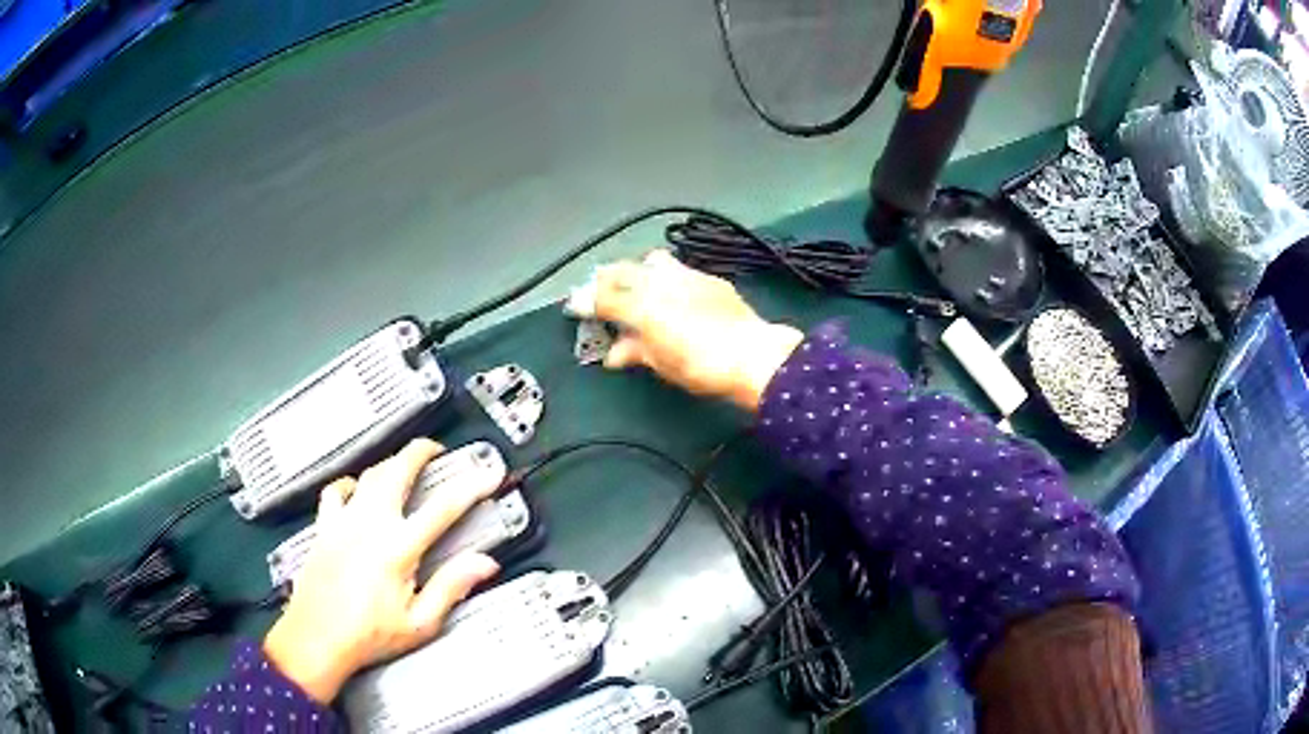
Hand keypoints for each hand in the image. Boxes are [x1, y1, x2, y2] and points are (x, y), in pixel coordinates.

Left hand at [263, 439, 500, 702]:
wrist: (316, 638)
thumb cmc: (367, 635)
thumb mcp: (420, 623)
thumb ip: (451, 587)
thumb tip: (483, 565)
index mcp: (397, 548)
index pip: (443, 507)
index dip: (471, 486)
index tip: (488, 474)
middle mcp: (369, 525)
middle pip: (397, 470)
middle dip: (420, 452)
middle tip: (435, 450)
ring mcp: (343, 522)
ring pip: (368, 474)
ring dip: (390, 464)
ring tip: (402, 465)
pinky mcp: (324, 527)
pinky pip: (335, 491)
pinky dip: (348, 483)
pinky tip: (354, 488)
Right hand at [595, 250, 802, 410]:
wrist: (753, 354)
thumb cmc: (701, 366)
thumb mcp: (661, 364)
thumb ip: (634, 352)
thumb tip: (615, 353)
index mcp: (642, 306)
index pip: (603, 296)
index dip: (585, 300)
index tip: (576, 305)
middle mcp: (660, 282)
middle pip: (622, 270)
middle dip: (606, 278)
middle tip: (601, 291)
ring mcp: (687, 275)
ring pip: (652, 260)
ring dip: (639, 270)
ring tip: (639, 286)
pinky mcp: (710, 278)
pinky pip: (680, 268)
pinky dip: (668, 277)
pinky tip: (674, 291)